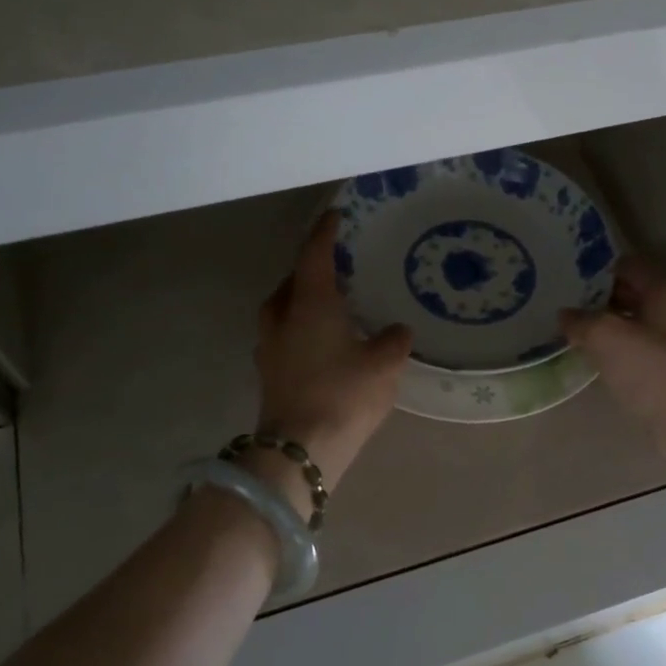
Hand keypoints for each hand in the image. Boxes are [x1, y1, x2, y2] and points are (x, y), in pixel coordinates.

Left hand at [254, 210, 411, 492]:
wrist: (300, 449)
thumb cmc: (344, 394)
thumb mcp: (384, 364)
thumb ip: (394, 340)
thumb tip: (397, 330)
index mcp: (310, 303)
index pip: (315, 255)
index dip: (325, 233)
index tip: (335, 216)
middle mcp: (282, 317)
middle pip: (291, 281)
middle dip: (309, 270)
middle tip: (335, 268)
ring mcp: (269, 347)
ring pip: (282, 310)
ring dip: (300, 301)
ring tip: (327, 306)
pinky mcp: (268, 374)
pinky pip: (282, 336)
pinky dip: (298, 329)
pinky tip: (319, 344)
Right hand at [560, 256, 665, 456]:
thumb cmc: (654, 369)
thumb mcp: (607, 336)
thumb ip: (581, 321)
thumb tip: (565, 315)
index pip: (627, 265)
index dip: (596, 270)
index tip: (566, 278)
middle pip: (632, 294)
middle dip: (598, 299)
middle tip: (562, 305)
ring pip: (634, 325)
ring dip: (606, 328)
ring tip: (571, 333)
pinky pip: (638, 353)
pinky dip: (617, 353)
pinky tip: (594, 361)